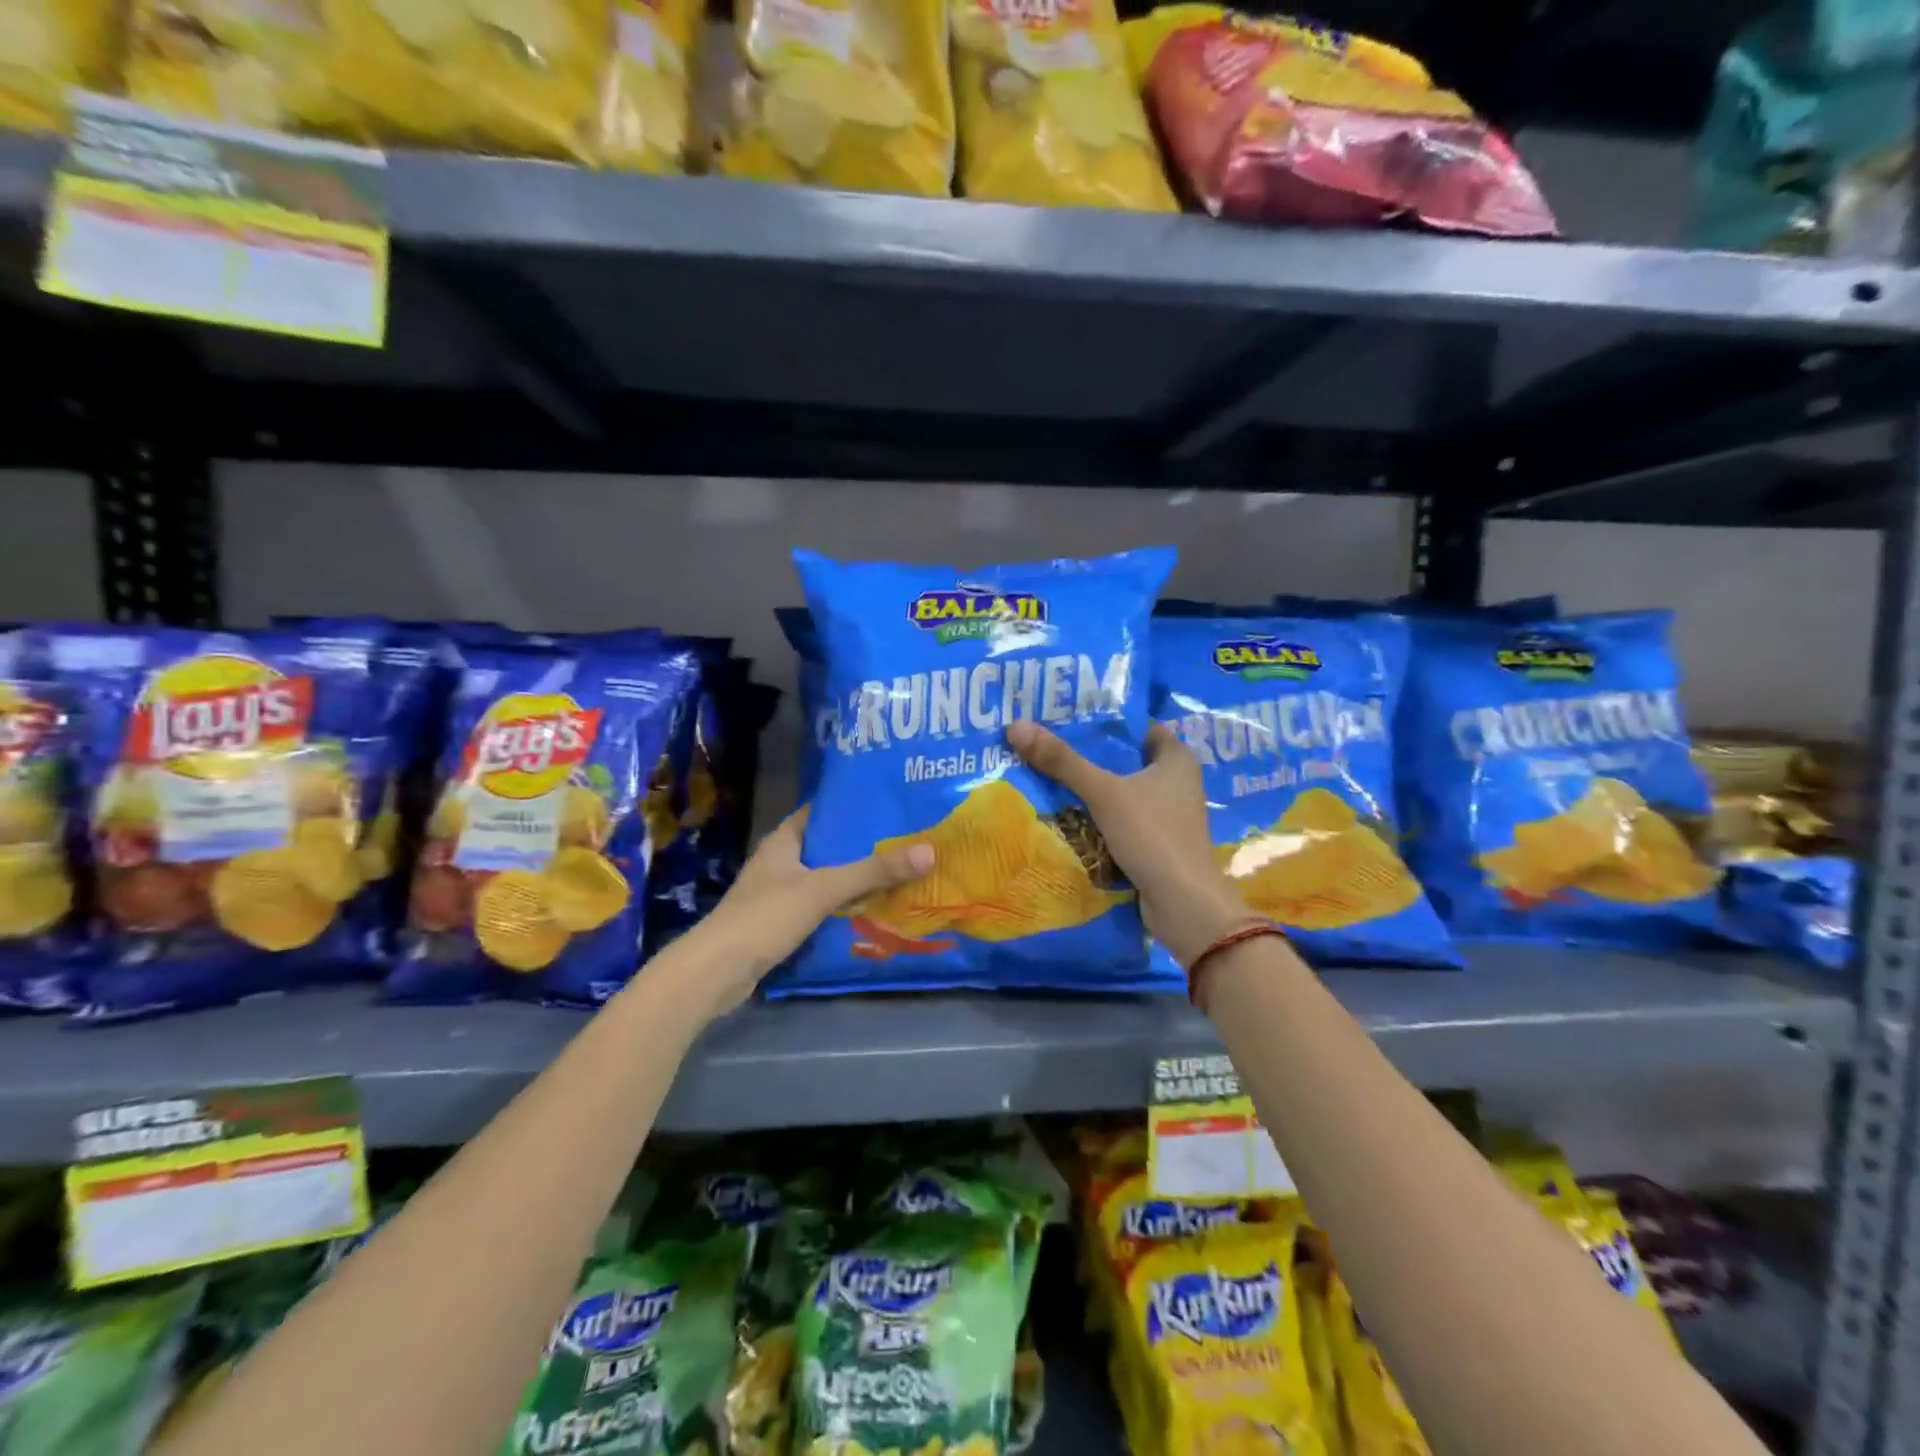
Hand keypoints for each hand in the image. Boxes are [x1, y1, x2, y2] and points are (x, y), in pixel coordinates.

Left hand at [689, 807, 934, 1013]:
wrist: (716, 972)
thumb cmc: (766, 916)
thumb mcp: (823, 889)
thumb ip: (873, 872)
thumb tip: (929, 851)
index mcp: (784, 840)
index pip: (822, 812)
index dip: (854, 808)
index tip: (891, 805)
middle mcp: (781, 861)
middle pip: (829, 847)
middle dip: (864, 847)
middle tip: (907, 841)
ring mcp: (779, 893)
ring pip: (826, 879)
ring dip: (856, 879)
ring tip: (900, 874)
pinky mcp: (781, 923)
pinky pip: (820, 907)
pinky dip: (843, 907)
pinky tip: (873, 910)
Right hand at [1006, 720, 1247, 965]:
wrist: (1183, 904)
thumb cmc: (1152, 836)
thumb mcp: (1104, 793)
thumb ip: (1062, 761)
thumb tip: (1016, 726)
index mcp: (1177, 758)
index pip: (1138, 727)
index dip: (1105, 720)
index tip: (1066, 717)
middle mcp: (1177, 782)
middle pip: (1125, 760)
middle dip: (1089, 756)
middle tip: (1046, 745)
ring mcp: (1168, 815)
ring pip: (1122, 792)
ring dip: (1091, 789)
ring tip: (1046, 775)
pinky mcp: (1157, 843)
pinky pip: (1122, 820)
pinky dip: (1098, 817)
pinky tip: (1065, 814)